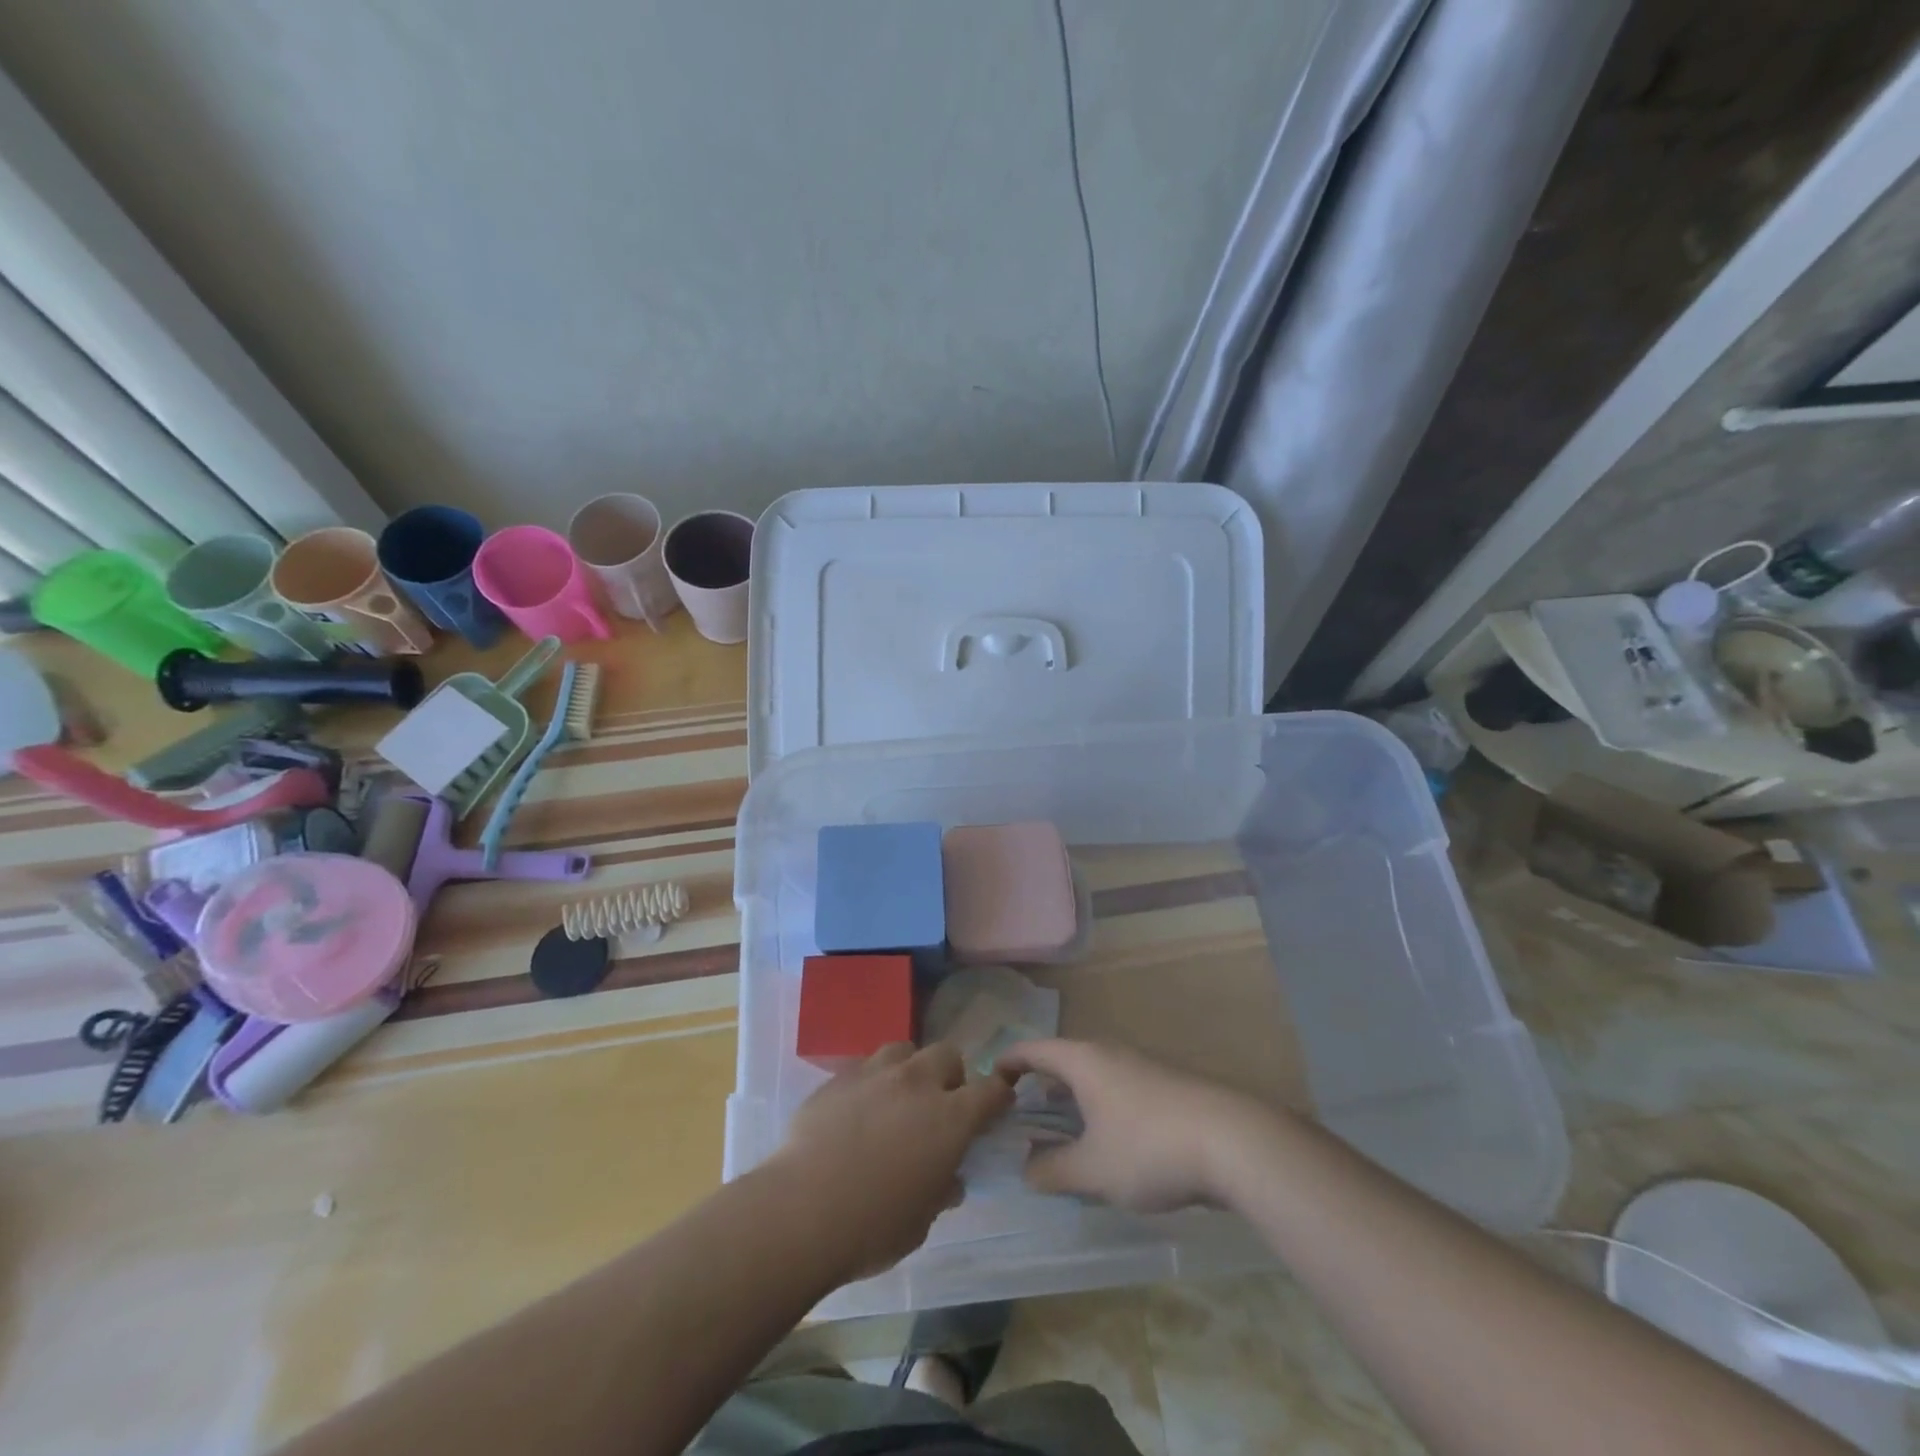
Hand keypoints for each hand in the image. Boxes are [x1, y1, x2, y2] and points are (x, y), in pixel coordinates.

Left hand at [771, 1043, 1013, 1282]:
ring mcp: (876, 1073)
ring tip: (897, 1099)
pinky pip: (867, 1066)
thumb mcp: (921, 1221)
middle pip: (947, 1055)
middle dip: (950, 1075)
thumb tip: (948, 1179)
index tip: (997, 1105)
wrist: (801, 1210)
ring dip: (910, 1070)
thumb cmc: (872, 1226)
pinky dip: (873, 1082)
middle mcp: (917, 1083)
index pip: (990, 1090)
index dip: (998, 1095)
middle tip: (939, 1106)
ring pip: (905, 1050)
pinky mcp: (840, 1076)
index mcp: (949, 1118)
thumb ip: (940, 1190)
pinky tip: (858, 1110)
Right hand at [996, 1039, 1277, 1212]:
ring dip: (1074, 1098)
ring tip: (1062, 1130)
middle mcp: (1109, 1053)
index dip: (1009, 1061)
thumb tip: (1027, 1169)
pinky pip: (1119, 1088)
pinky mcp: (1167, 1085)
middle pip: (1064, 1059)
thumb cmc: (1149, 1148)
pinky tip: (1110, 1142)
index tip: (990, 1080)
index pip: (1033, 1049)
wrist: (1234, 1141)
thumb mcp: (1093, 1170)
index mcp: (1083, 1060)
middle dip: (1041, 1084)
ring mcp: (1142, 1066)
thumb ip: (1053, 1170)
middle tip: (1022, 1113)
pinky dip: (1101, 1107)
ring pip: (1095, 1075)